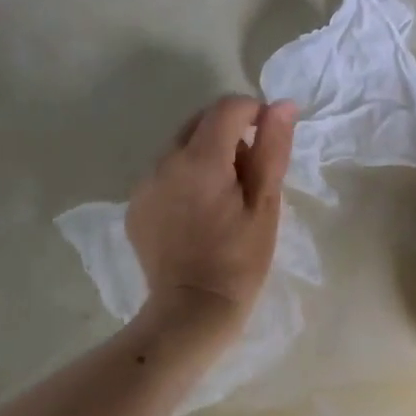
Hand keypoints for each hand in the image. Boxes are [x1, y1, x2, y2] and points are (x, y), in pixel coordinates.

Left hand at [127, 95, 296, 326]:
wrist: (191, 311)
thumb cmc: (240, 259)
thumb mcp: (265, 203)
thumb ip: (272, 148)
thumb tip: (281, 104)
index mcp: (201, 159)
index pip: (228, 107)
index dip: (254, 113)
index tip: (268, 141)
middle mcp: (165, 161)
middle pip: (201, 122)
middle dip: (230, 134)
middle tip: (249, 176)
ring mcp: (144, 184)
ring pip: (181, 147)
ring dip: (206, 157)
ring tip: (224, 199)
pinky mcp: (135, 205)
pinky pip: (165, 174)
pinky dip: (185, 179)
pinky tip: (198, 214)